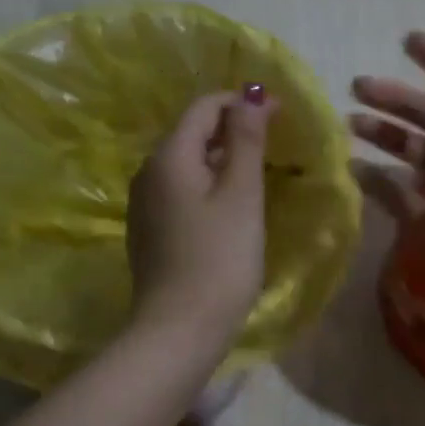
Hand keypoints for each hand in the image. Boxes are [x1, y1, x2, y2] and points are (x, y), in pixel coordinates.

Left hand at [127, 89, 272, 352]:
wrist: (178, 331)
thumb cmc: (219, 259)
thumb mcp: (241, 194)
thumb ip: (246, 140)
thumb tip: (250, 94)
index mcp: (168, 156)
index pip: (204, 106)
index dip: (242, 102)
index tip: (281, 114)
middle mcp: (147, 172)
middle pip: (192, 132)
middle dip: (233, 129)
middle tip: (276, 143)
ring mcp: (144, 204)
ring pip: (186, 163)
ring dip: (222, 158)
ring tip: (259, 172)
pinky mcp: (148, 231)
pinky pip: (180, 191)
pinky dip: (207, 185)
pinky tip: (230, 206)